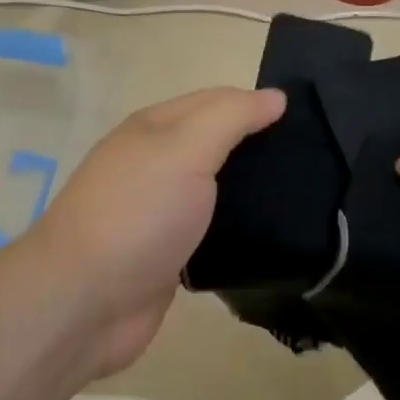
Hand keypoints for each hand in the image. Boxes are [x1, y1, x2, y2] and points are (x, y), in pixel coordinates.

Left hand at [15, 86, 284, 378]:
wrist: (83, 303)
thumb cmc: (137, 214)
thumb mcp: (185, 149)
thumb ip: (230, 118)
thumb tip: (275, 96)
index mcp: (155, 128)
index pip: (217, 100)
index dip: (258, 104)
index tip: (307, 121)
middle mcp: (155, 163)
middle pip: (217, 144)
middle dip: (259, 147)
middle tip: (316, 160)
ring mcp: (160, 211)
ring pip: (217, 190)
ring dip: (252, 191)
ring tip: (305, 195)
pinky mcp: (169, 255)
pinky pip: (213, 231)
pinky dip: (239, 229)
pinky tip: (271, 235)